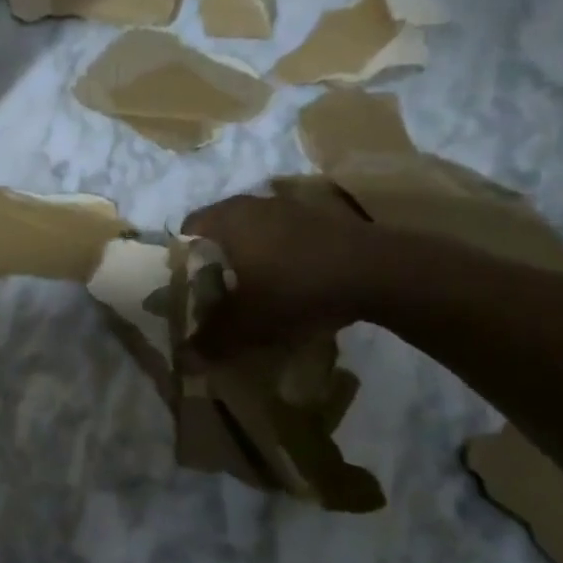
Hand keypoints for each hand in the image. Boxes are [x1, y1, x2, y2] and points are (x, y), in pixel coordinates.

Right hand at [180, 191, 384, 353]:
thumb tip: (186, 358)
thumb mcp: (249, 324)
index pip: (188, 229)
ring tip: (254, 291)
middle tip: (216, 292)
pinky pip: (285, 236)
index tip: (187, 286)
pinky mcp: (323, 218)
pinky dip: (280, 256)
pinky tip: (291, 284)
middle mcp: (254, 204)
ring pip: (255, 231)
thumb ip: (212, 340)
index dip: (182, 258)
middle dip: (216, 259)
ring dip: (250, 256)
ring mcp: (291, 207)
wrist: (380, 272)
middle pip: (221, 229)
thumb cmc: (297, 289)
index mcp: (227, 220)